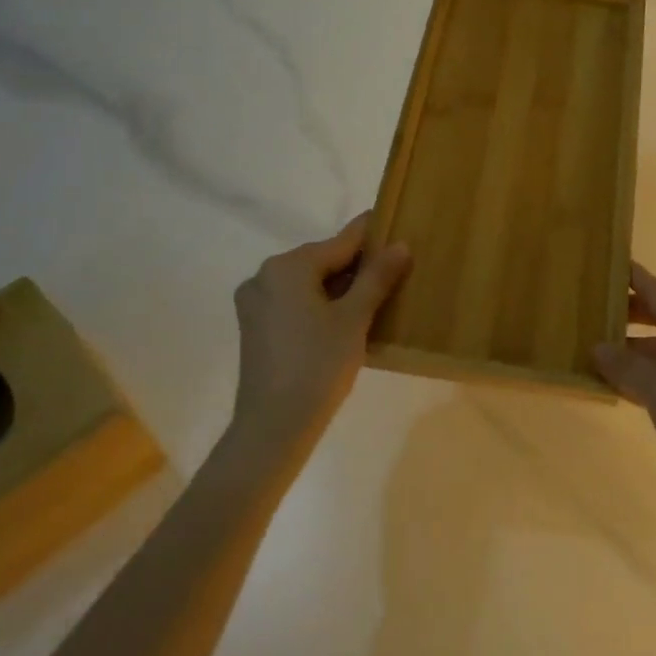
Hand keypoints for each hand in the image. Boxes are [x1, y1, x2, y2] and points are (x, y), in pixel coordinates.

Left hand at [232, 213, 410, 454]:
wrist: (273, 427)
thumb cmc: (318, 365)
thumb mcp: (355, 318)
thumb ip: (377, 277)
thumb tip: (401, 244)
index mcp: (288, 266)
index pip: (342, 241)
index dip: (373, 236)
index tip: (398, 227)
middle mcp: (265, 275)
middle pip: (323, 260)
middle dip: (358, 267)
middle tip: (395, 273)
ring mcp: (256, 302)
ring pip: (309, 283)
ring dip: (340, 288)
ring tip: (376, 299)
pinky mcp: (255, 326)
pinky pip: (295, 302)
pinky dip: (320, 305)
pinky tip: (345, 321)